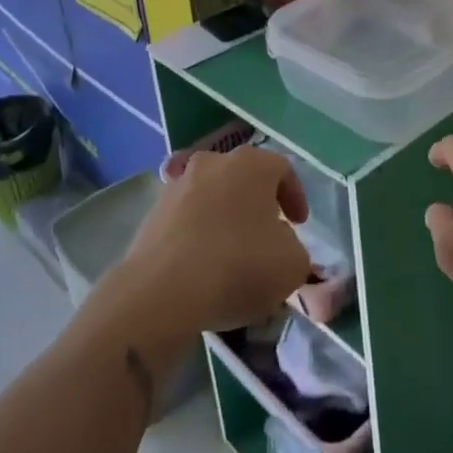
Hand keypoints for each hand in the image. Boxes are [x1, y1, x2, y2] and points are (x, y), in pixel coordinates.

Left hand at [117, 146, 311, 336]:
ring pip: (212, 194)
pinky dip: (198, 232)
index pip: (282, 169)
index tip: (299, 225)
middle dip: (257, 203)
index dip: (295, 196)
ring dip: (225, 216)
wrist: (162, 291)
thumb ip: (294, 246)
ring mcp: (178, 184)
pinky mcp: (153, 211)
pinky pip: (186, 216)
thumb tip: (278, 242)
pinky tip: (201, 264)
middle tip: (266, 234)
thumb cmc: (238, 266)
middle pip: (244, 177)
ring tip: (231, 252)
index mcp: (252, 164)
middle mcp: (214, 161)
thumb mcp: (292, 264)